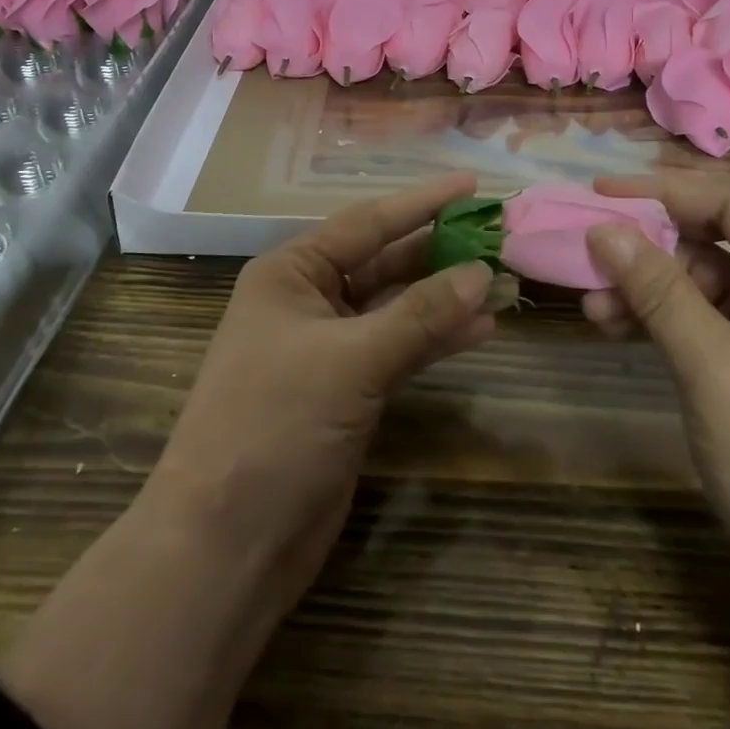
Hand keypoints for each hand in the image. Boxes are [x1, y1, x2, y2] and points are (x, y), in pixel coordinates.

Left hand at [0, 174, 494, 728]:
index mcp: (292, 273)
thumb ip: (420, 315)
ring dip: (445, 295)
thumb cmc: (275, 426)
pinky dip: (437, 338)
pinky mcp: (348, 391)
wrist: (228, 545)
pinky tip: (481, 328)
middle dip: (438, 248)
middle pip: (384, 261)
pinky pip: (401, 348)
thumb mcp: (351, 361)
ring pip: (397, 306)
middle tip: (496, 231)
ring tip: (502, 276)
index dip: (422, 201)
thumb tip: (482, 272)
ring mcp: (330, 348)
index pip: (368, 223)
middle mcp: (310, 300)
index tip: (472, 183)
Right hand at [582, 175, 729, 644]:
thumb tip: (602, 229)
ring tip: (591, 304)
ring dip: (646, 286)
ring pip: (701, 279)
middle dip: (649, 245)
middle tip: (588, 248)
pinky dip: (659, 317)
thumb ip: (658, 292)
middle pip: (715, 239)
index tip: (601, 191)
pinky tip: (613, 325)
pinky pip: (702, 317)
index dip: (665, 191)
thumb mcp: (714, 371)